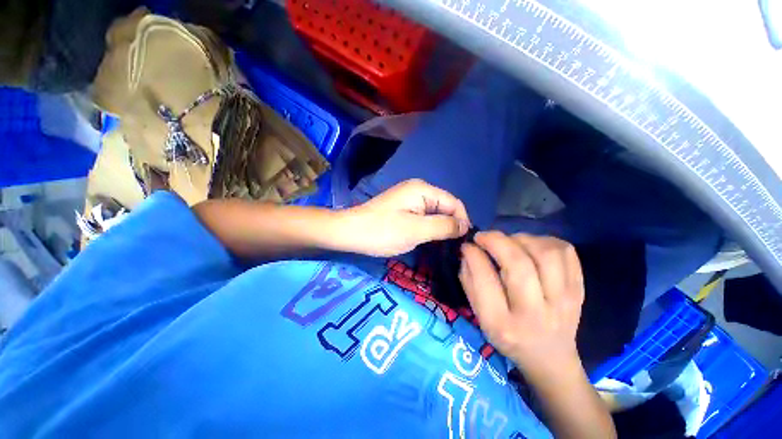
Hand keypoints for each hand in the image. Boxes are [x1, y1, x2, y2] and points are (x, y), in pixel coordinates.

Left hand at [342, 179, 470, 256]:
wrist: (350, 232)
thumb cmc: (383, 231)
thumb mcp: (416, 230)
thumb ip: (444, 226)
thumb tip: (465, 226)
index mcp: (423, 190)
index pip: (454, 203)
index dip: (462, 221)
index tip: (463, 243)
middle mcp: (418, 189)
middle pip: (445, 207)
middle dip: (451, 225)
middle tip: (453, 248)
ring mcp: (409, 198)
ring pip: (434, 213)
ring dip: (440, 228)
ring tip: (443, 246)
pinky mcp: (403, 208)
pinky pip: (423, 216)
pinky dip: (429, 227)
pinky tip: (429, 239)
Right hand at [459, 231, 584, 378]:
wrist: (550, 357)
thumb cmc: (507, 336)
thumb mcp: (480, 316)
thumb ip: (469, 282)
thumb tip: (468, 250)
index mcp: (502, 323)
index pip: (485, 279)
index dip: (474, 255)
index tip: (468, 246)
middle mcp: (535, 313)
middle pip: (519, 264)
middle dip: (496, 241)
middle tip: (484, 236)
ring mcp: (563, 301)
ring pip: (546, 254)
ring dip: (521, 239)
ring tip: (510, 243)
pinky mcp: (578, 290)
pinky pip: (566, 252)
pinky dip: (545, 241)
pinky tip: (532, 247)